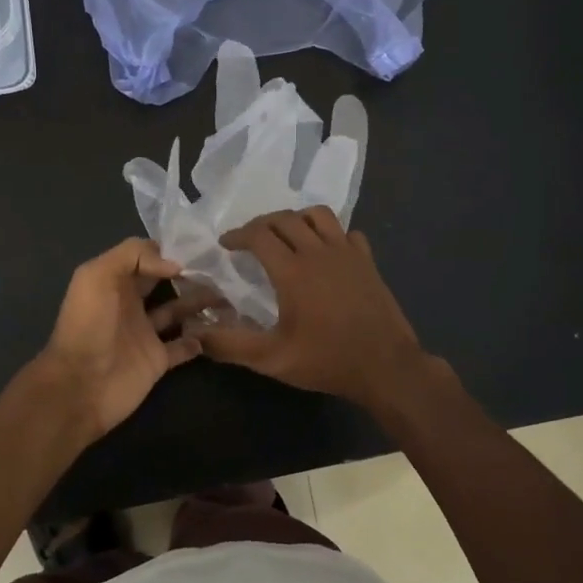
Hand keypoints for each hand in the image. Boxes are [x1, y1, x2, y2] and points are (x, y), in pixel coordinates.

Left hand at [31, 238, 216, 439]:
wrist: (80, 385)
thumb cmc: (88, 325)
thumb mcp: (97, 276)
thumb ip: (133, 256)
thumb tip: (175, 264)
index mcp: (115, 281)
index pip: (146, 257)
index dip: (169, 250)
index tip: (199, 247)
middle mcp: (131, 304)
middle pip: (166, 282)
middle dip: (190, 273)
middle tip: (222, 267)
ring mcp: (145, 333)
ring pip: (179, 311)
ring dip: (201, 302)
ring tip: (229, 293)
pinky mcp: (157, 360)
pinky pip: (184, 346)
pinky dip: (200, 339)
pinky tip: (218, 328)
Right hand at [191, 207, 432, 411]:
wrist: (386, 367)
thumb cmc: (327, 361)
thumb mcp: (273, 359)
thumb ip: (231, 344)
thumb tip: (196, 335)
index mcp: (292, 271)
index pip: (258, 235)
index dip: (238, 235)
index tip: (226, 244)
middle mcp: (318, 252)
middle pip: (285, 219)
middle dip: (261, 223)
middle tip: (249, 239)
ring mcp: (347, 253)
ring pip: (318, 215)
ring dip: (296, 219)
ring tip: (286, 235)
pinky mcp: (368, 261)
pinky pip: (347, 232)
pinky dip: (331, 234)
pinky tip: (325, 251)